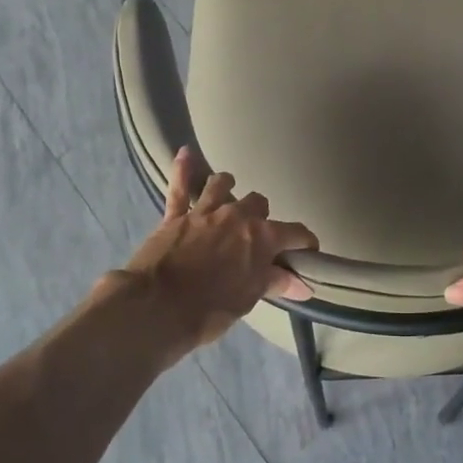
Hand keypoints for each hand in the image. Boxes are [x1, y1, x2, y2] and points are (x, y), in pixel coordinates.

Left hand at [118, 147, 318, 358]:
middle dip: (261, 216)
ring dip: (228, 188)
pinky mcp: (174, 215)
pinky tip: (185, 153)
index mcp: (262, 237)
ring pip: (222, 185)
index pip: (295, 233)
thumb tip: (304, 285)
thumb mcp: (248, 299)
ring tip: (229, 196)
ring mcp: (204, 211)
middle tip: (257, 236)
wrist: (155, 308)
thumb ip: (275, 283)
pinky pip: (178, 186)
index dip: (305, 242)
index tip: (307, 252)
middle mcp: (237, 215)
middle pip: (258, 203)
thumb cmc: (209, 309)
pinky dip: (183, 169)